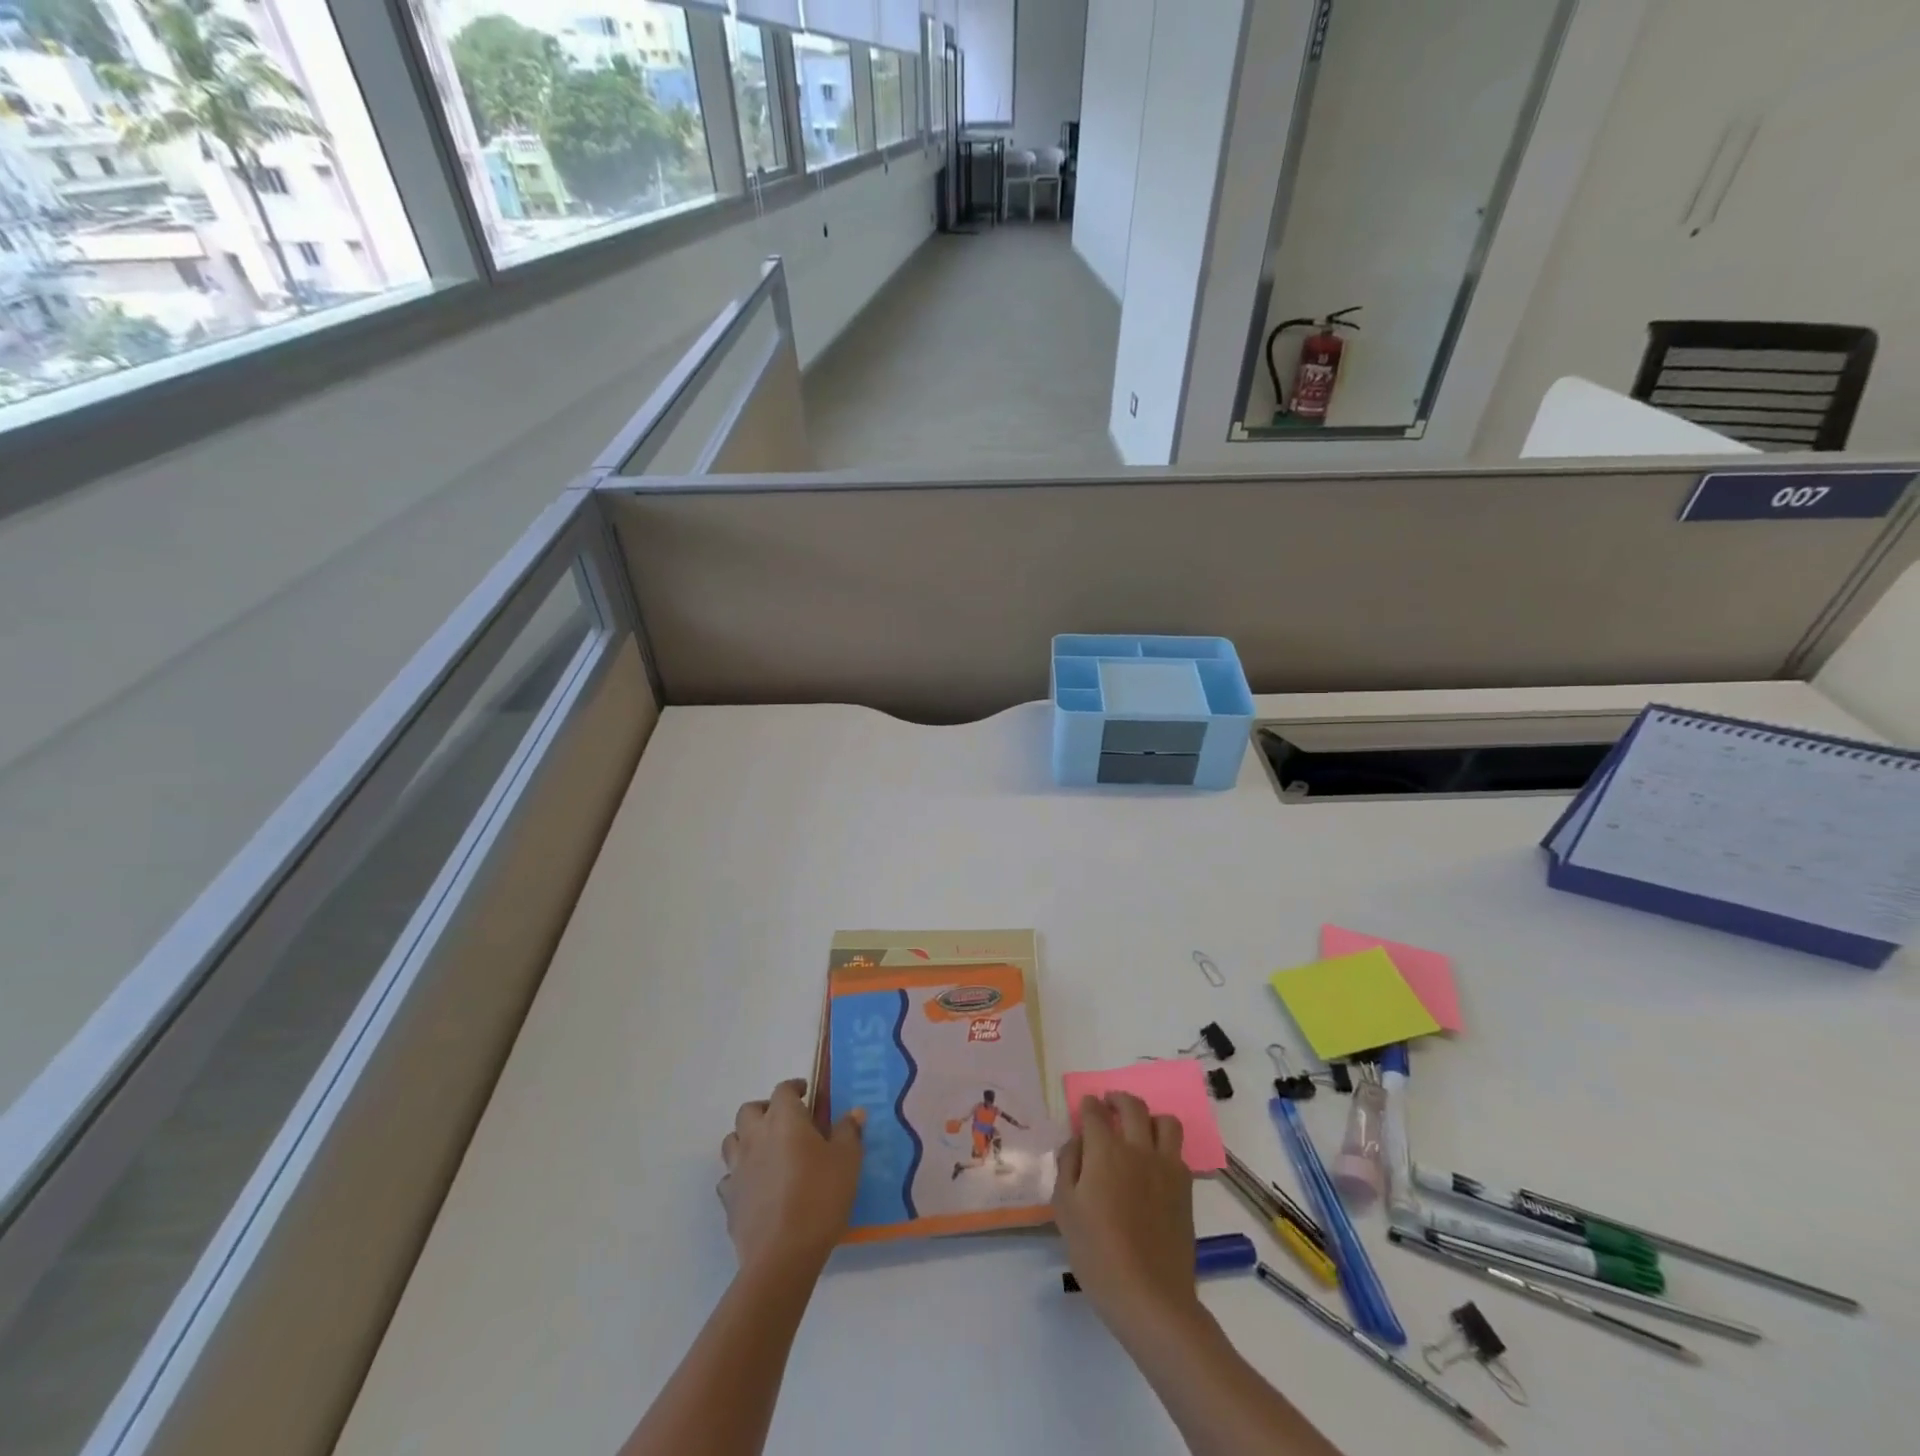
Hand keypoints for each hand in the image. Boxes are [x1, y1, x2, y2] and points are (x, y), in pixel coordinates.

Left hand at [718, 1079, 863, 1275]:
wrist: (782, 1255)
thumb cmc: (820, 1197)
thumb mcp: (847, 1161)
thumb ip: (849, 1132)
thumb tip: (854, 1112)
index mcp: (784, 1120)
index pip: (783, 1090)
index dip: (794, 1088)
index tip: (806, 1093)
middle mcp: (756, 1136)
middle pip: (749, 1110)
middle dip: (765, 1109)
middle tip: (785, 1121)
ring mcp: (738, 1168)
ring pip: (732, 1140)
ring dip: (747, 1138)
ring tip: (767, 1150)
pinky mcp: (729, 1200)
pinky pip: (730, 1177)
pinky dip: (740, 1175)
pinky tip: (756, 1186)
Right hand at [1052, 1093, 1199, 1336]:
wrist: (1149, 1296)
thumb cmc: (1097, 1254)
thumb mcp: (1065, 1209)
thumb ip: (1068, 1166)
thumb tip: (1077, 1142)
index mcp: (1105, 1151)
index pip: (1095, 1113)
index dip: (1088, 1106)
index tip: (1085, 1107)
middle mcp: (1138, 1149)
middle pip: (1132, 1106)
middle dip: (1118, 1099)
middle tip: (1109, 1104)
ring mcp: (1166, 1167)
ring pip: (1165, 1121)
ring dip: (1149, 1117)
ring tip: (1138, 1128)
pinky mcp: (1185, 1188)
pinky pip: (1179, 1152)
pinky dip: (1166, 1147)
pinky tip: (1155, 1162)